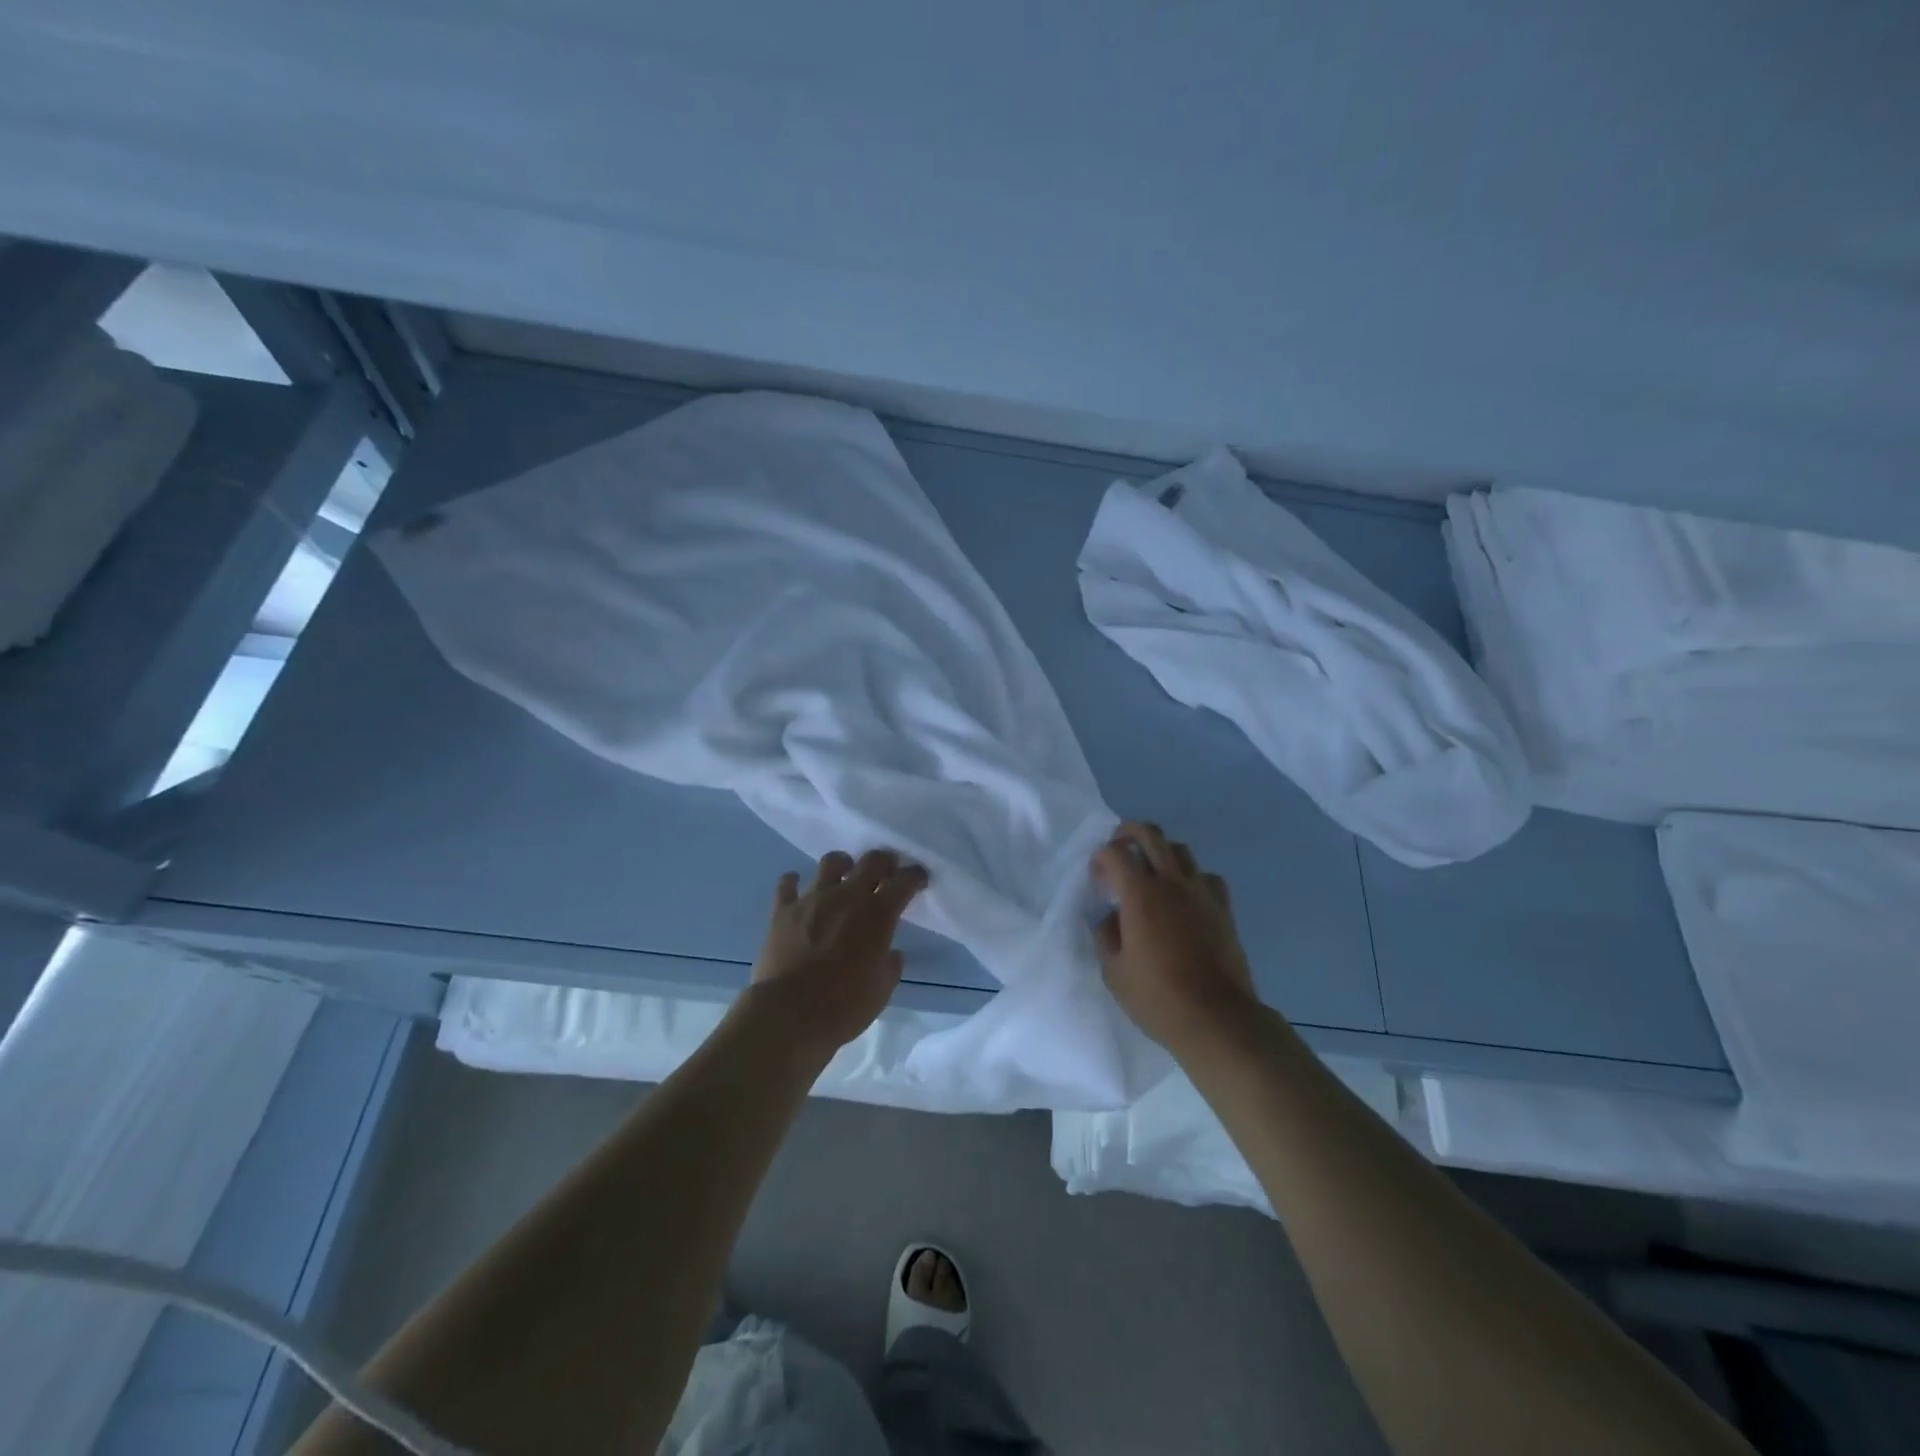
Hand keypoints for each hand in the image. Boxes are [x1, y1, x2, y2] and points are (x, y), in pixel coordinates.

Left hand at [744, 848, 929, 1055]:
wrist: (788, 1015)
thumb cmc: (843, 1007)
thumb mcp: (881, 991)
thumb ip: (890, 965)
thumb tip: (890, 953)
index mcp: (877, 915)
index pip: (905, 881)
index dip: (915, 876)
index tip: (918, 880)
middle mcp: (847, 897)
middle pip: (871, 861)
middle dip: (884, 861)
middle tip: (886, 872)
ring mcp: (812, 899)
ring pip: (831, 862)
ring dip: (843, 865)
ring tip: (843, 877)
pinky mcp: (783, 910)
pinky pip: (788, 883)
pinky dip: (794, 883)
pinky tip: (798, 891)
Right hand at [1091, 823, 1259, 1053]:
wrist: (1217, 1018)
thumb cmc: (1158, 998)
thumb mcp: (1114, 972)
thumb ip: (1106, 936)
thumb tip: (1110, 918)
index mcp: (1140, 895)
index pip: (1115, 853)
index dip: (1100, 857)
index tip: (1097, 877)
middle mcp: (1171, 883)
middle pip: (1151, 834)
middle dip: (1129, 832)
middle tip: (1119, 847)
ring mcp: (1201, 893)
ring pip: (1181, 850)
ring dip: (1160, 852)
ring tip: (1151, 872)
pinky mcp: (1223, 908)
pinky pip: (1206, 877)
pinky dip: (1191, 877)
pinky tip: (1185, 897)